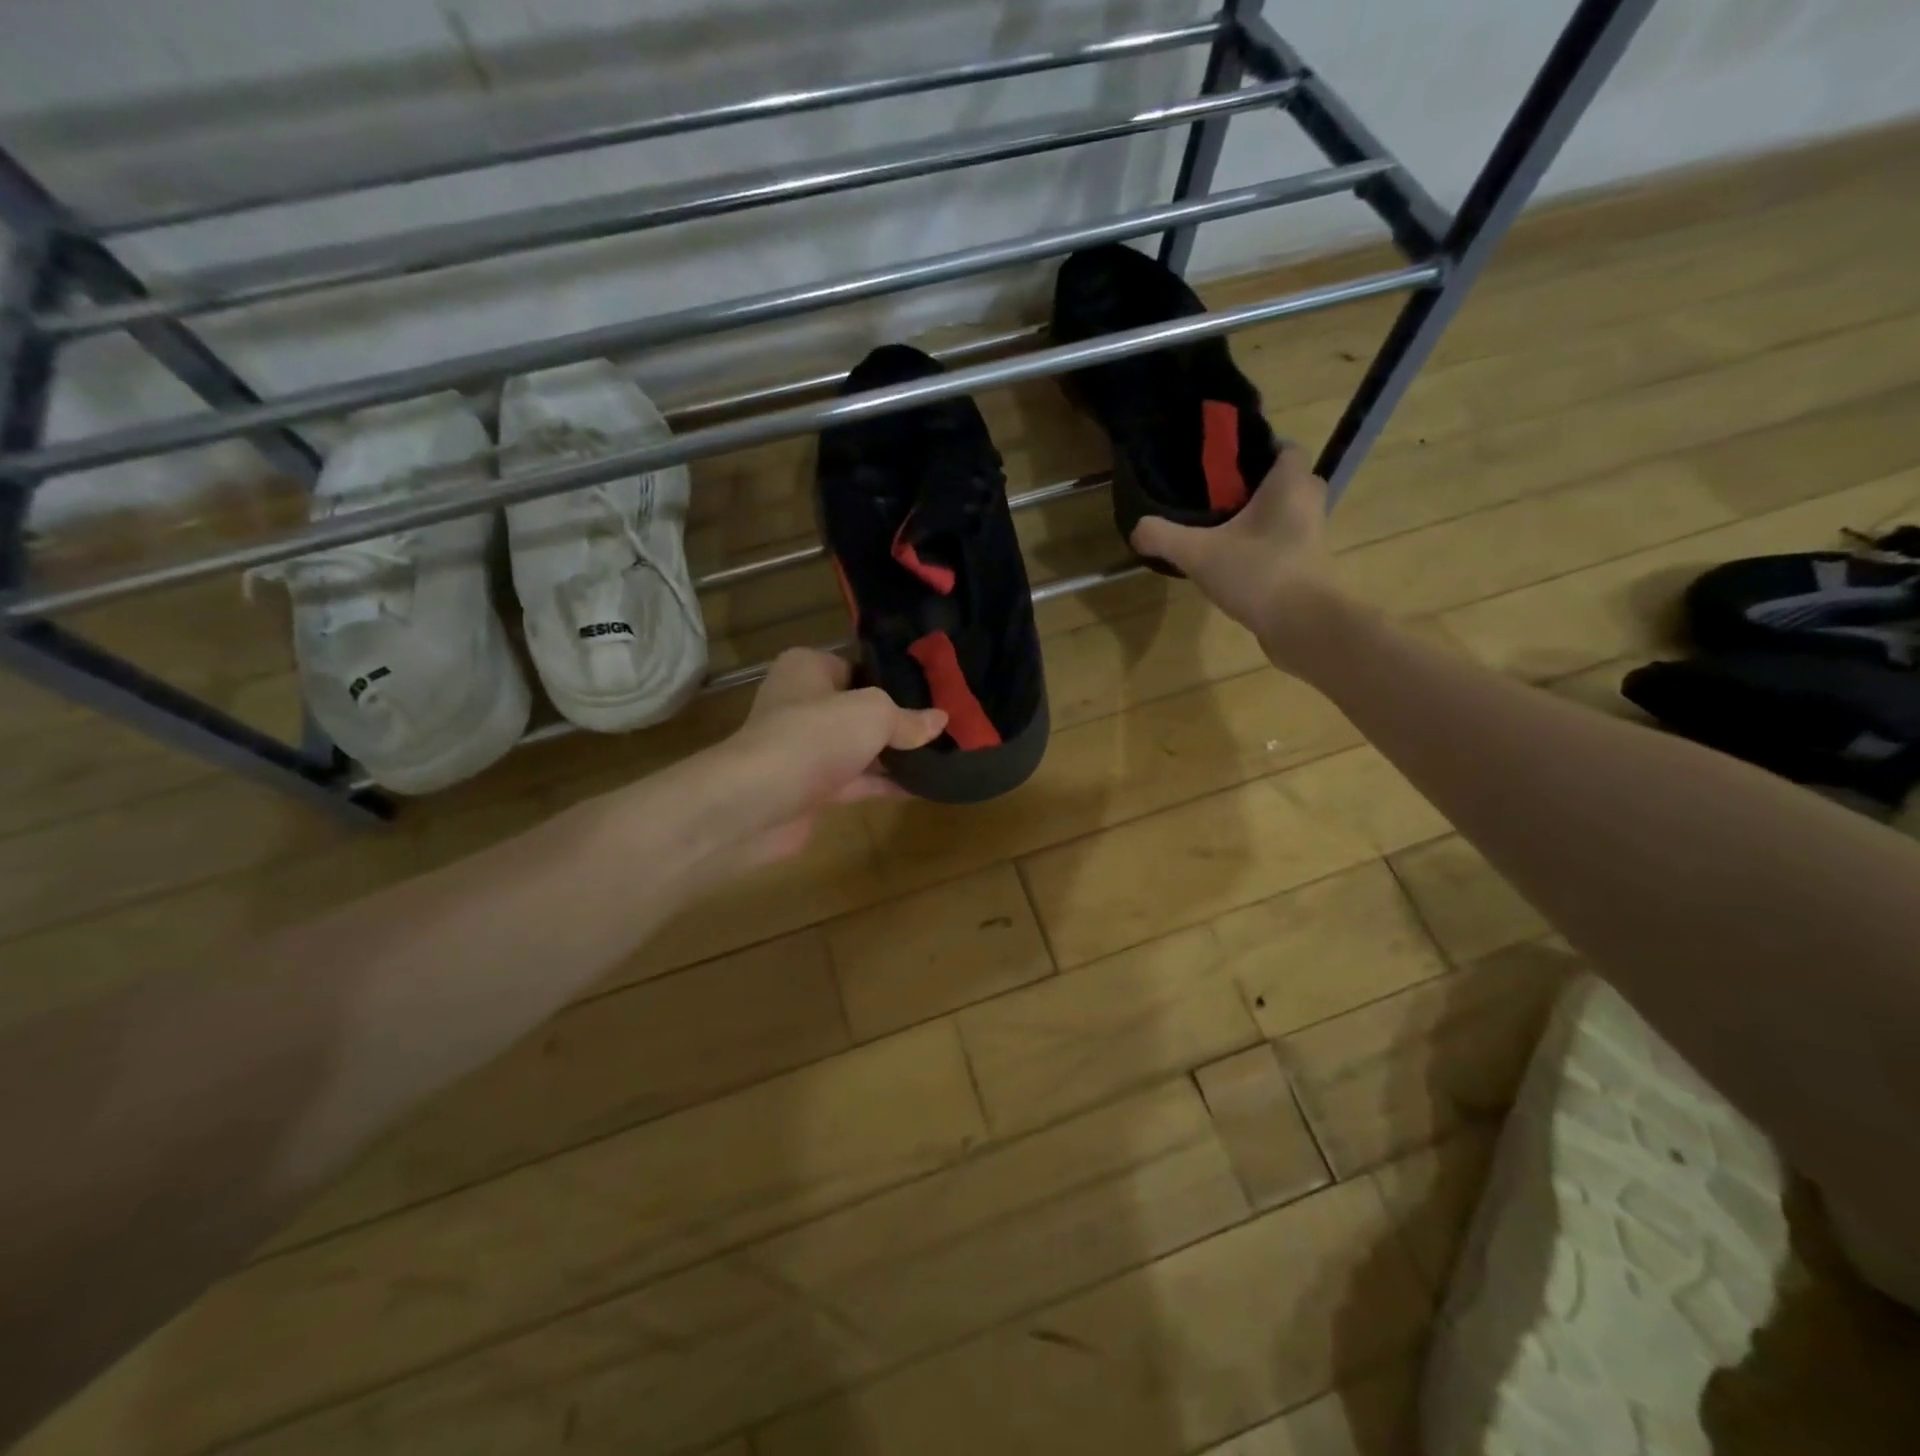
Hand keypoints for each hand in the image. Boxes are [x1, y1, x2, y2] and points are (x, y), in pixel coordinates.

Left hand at [700, 648, 945, 867]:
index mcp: (808, 668)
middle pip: (860, 708)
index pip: (858, 666)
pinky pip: (856, 780)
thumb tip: (941, 719)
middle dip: (899, 719)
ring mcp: (806, 748)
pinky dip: (884, 783)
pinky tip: (921, 786)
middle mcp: (802, 703)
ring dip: (894, 754)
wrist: (759, 801)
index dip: (894, 679)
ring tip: (943, 755)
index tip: (934, 691)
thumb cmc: (815, 736)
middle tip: (945, 725)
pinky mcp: (810, 787)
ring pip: (859, 747)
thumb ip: (908, 718)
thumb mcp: (873, 713)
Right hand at [1130, 447, 1347, 674]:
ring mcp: (1313, 537)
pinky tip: (1234, 563)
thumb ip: (1164, 537)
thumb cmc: (1259, 573)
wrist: (1304, 626)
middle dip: (1257, 486)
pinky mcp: (1309, 567)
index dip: (1259, 449)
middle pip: (1287, 481)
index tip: (1225, 464)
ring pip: (1286, 515)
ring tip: (1221, 531)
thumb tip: (1137, 527)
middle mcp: (1309, 503)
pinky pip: (1286, 544)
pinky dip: (1265, 547)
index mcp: (1290, 485)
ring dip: (1260, 519)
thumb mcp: (1199, 554)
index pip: (1285, 448)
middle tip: (1220, 497)